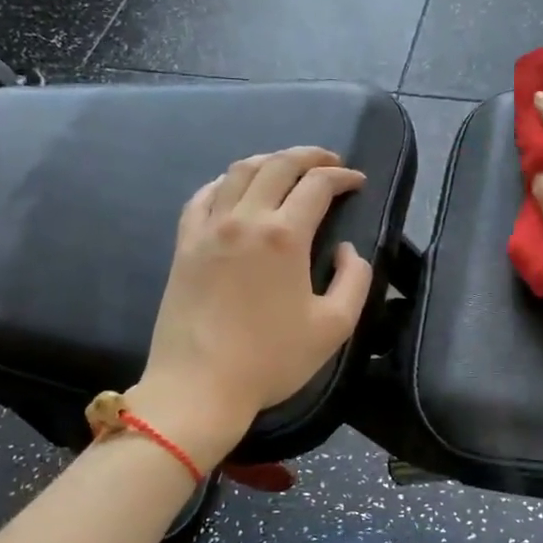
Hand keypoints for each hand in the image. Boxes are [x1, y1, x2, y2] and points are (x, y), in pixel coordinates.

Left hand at [131, 147, 372, 465]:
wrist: (199, 386)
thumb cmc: (272, 360)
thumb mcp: (335, 327)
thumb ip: (355, 280)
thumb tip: (348, 250)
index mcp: (285, 237)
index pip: (317, 185)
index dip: (343, 177)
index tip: (358, 182)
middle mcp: (245, 220)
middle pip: (277, 165)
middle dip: (309, 156)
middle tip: (330, 162)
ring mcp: (208, 229)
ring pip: (239, 172)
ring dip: (269, 161)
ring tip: (287, 167)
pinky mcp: (184, 245)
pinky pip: (204, 196)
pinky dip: (226, 182)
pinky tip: (236, 189)